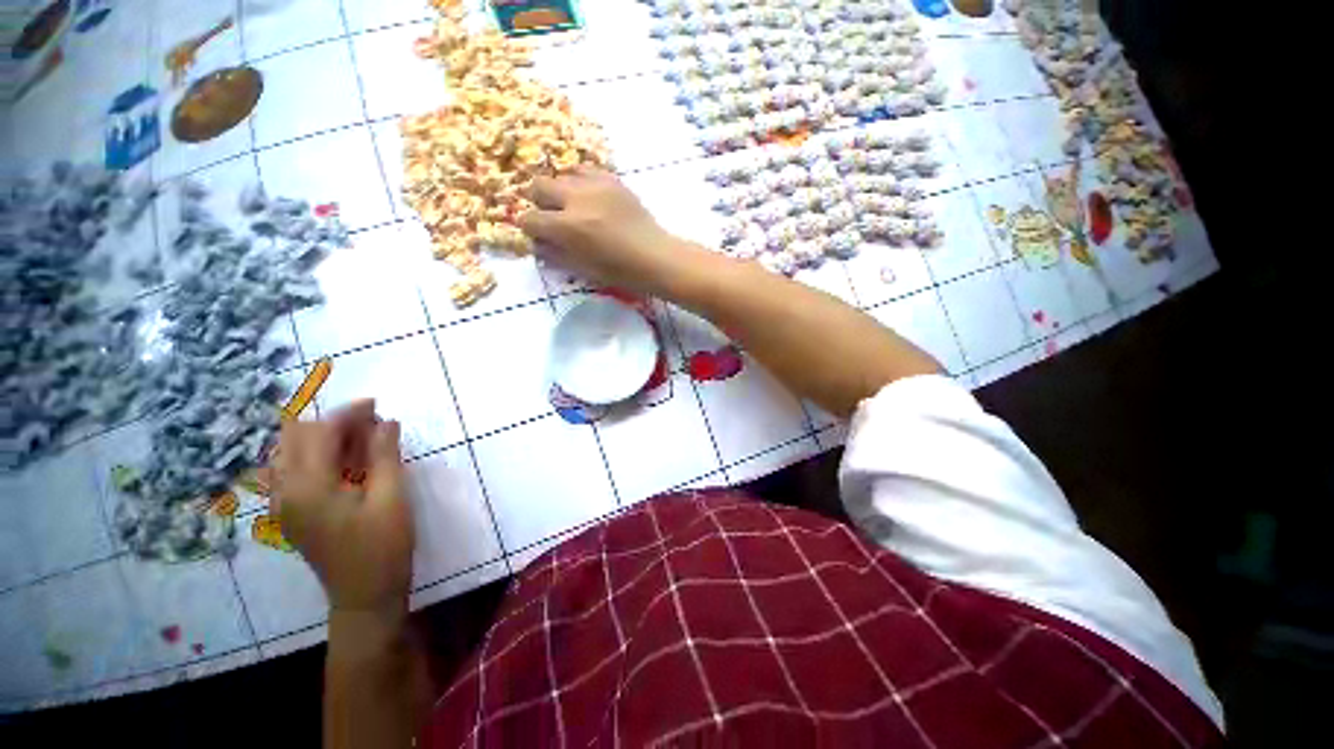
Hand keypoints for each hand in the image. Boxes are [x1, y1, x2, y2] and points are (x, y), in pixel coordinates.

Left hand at [270, 400, 413, 617]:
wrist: (365, 595)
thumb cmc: (383, 546)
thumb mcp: (391, 498)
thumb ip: (385, 456)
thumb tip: (385, 421)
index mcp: (309, 487)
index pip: (321, 434)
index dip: (349, 414)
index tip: (377, 404)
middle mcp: (286, 491)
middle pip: (295, 438)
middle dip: (331, 423)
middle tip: (370, 425)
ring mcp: (284, 504)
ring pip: (289, 453)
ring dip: (321, 438)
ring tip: (358, 441)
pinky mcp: (291, 513)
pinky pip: (291, 471)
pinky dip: (314, 456)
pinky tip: (342, 463)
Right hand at [518, 166, 700, 295]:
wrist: (657, 257)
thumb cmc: (621, 272)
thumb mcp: (584, 270)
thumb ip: (556, 254)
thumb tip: (537, 242)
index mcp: (568, 227)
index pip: (530, 219)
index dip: (531, 229)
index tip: (540, 235)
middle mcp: (577, 199)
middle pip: (539, 186)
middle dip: (540, 203)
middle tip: (554, 218)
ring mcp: (595, 185)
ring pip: (561, 174)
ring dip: (561, 191)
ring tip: (574, 206)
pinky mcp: (612, 179)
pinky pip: (585, 169)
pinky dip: (580, 181)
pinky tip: (590, 197)